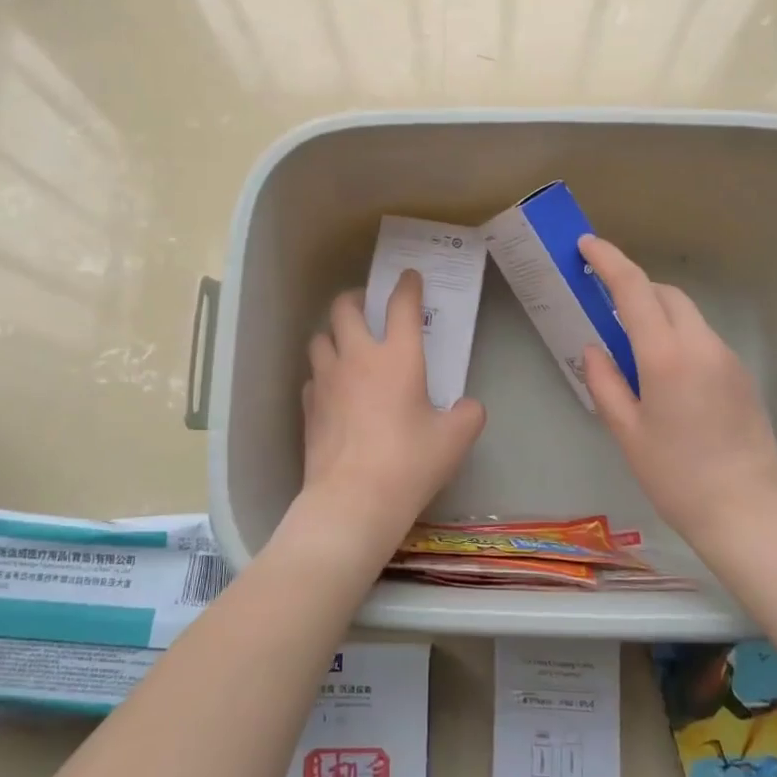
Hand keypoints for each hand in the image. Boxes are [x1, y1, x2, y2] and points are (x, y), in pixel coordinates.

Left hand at [289, 271, 485, 563]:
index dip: (407, 286)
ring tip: (346, 346)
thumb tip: (467, 407)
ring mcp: (326, 380)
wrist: (353, 499)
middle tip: (368, 307)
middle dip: (356, 299)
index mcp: (398, 357)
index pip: (402, 306)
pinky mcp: (308, 406)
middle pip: (345, 308)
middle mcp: (357, 358)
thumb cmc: (410, 463)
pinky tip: (333, 389)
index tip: (409, 277)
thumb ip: (467, 415)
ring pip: (320, 338)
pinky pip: (312, 375)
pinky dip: (323, 373)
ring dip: (333, 334)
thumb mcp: (454, 440)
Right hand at [579, 235, 776, 551]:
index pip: (633, 290)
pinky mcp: (741, 374)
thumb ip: (605, 383)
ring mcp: (727, 357)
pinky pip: (702, 338)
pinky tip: (664, 372)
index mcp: (666, 356)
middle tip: (604, 302)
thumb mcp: (627, 433)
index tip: (587, 245)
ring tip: (632, 343)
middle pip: (665, 294)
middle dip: (634, 286)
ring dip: (657, 312)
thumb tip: (595, 349)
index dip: (609, 261)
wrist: (749, 511)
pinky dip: (677, 335)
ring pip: (687, 314)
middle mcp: (701, 345)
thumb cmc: (677, 477)